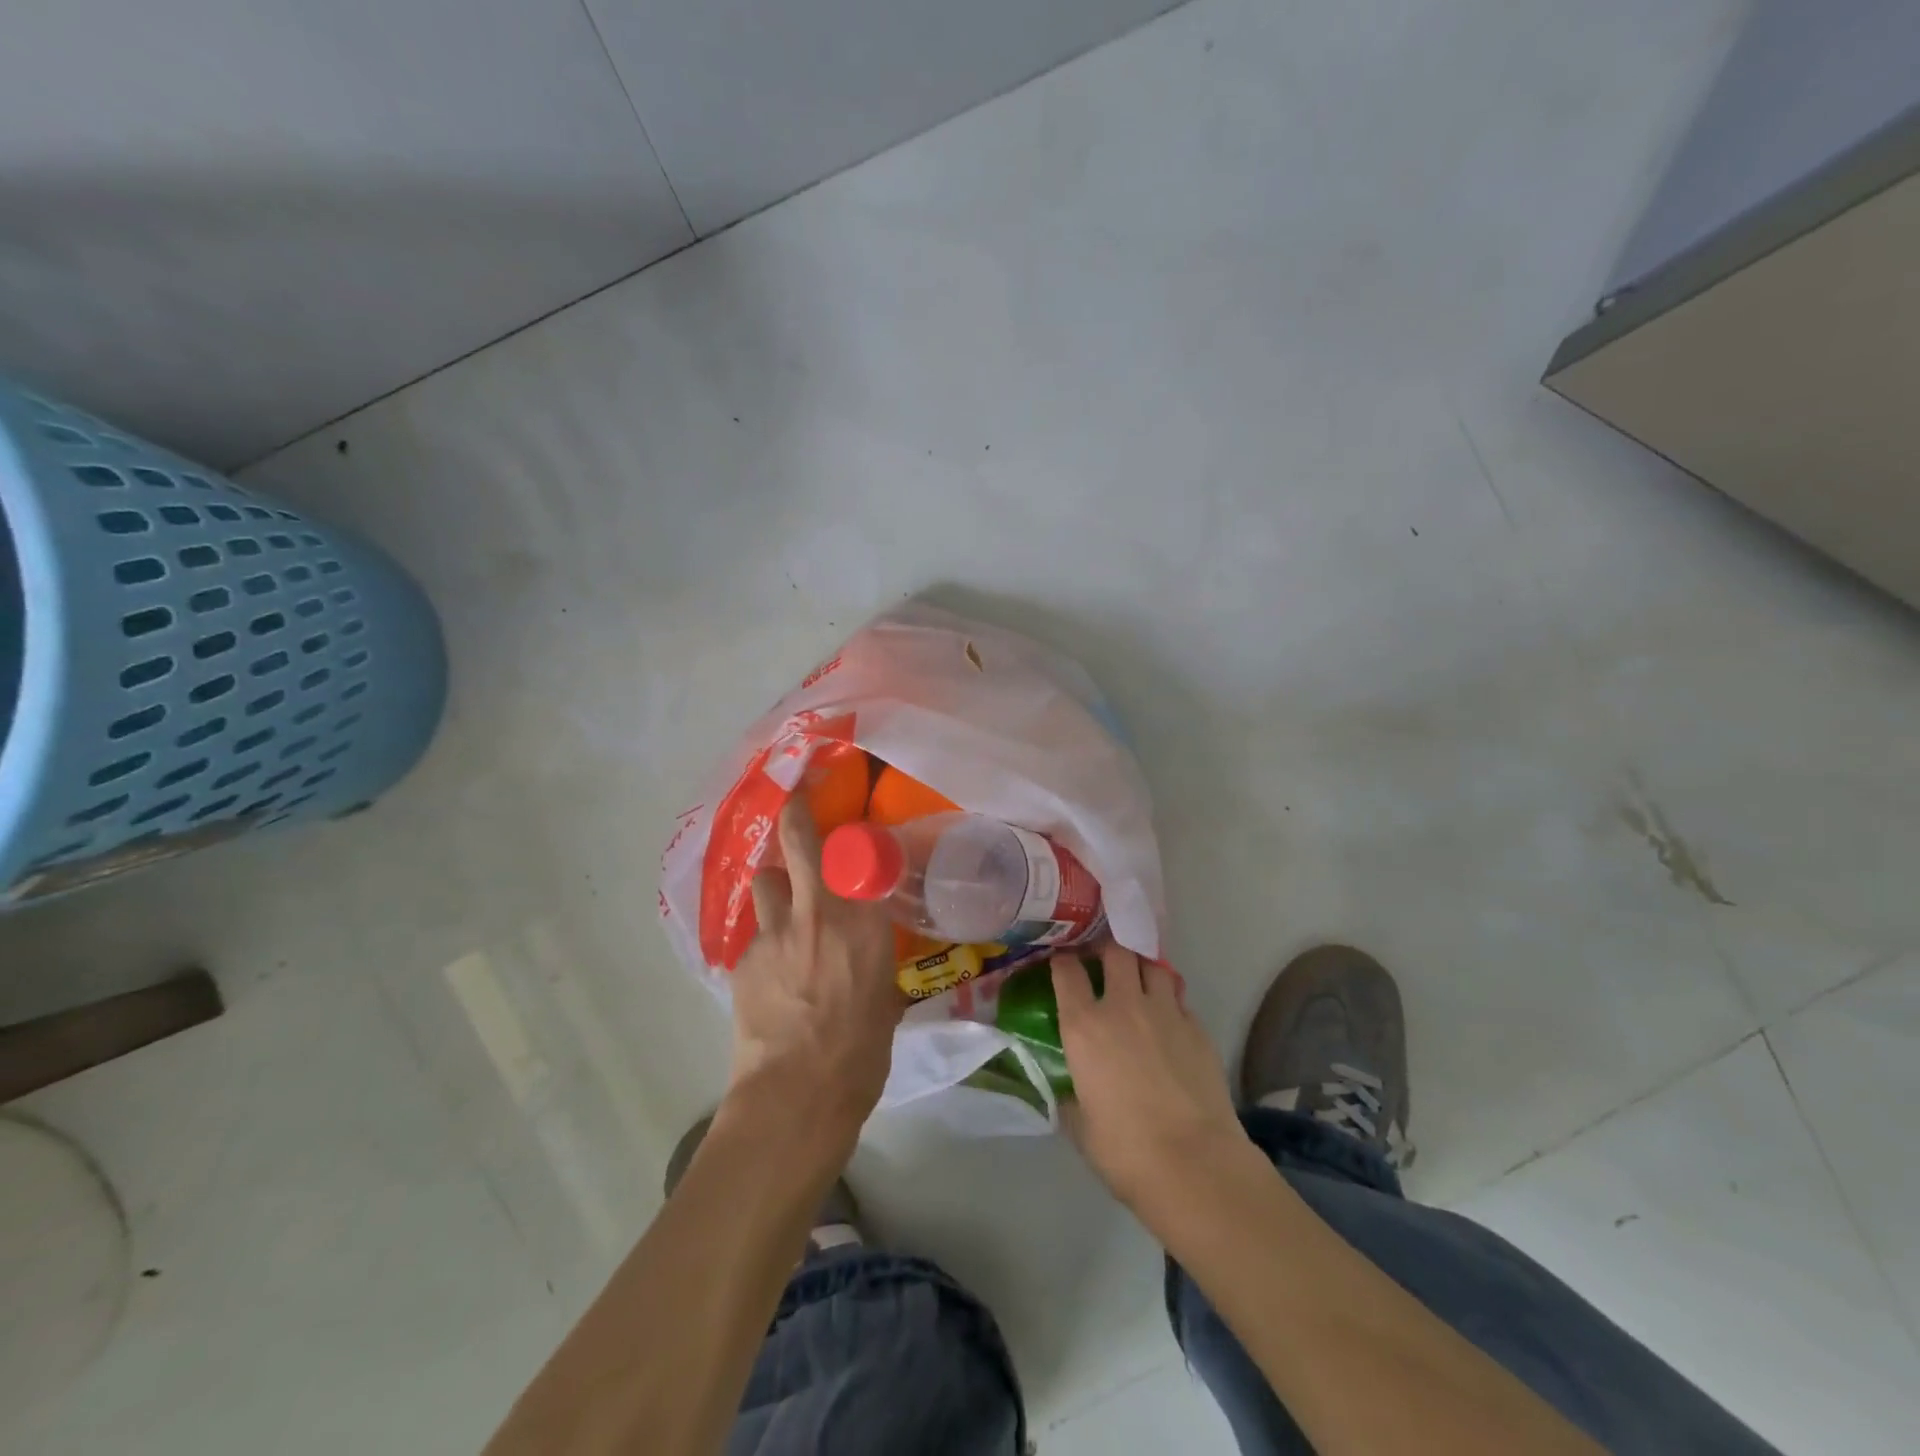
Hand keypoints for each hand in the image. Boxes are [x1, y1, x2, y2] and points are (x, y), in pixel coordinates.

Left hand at [723, 798, 905, 1145]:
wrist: (797, 1095)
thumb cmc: (860, 1053)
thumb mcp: (886, 998)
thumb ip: (874, 960)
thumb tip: (867, 952)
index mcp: (865, 922)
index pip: (861, 854)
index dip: (855, 837)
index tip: (853, 832)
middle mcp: (818, 911)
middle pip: (798, 840)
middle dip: (795, 816)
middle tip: (794, 807)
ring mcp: (774, 931)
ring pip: (765, 882)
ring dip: (775, 888)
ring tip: (783, 910)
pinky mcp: (743, 957)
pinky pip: (755, 934)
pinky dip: (765, 943)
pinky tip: (770, 976)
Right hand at [1053, 943, 1246, 1208]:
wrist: (1195, 1164)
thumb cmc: (1125, 1150)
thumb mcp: (1080, 1126)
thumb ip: (1070, 1097)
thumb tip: (1069, 1091)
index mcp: (1083, 1026)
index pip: (1066, 971)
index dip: (1061, 961)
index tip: (1061, 963)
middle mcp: (1122, 1006)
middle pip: (1114, 951)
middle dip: (1106, 950)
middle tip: (1102, 962)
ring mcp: (1165, 1012)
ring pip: (1152, 965)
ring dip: (1141, 967)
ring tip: (1138, 981)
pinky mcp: (1197, 1027)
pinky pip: (1179, 997)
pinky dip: (1169, 999)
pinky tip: (1168, 1019)